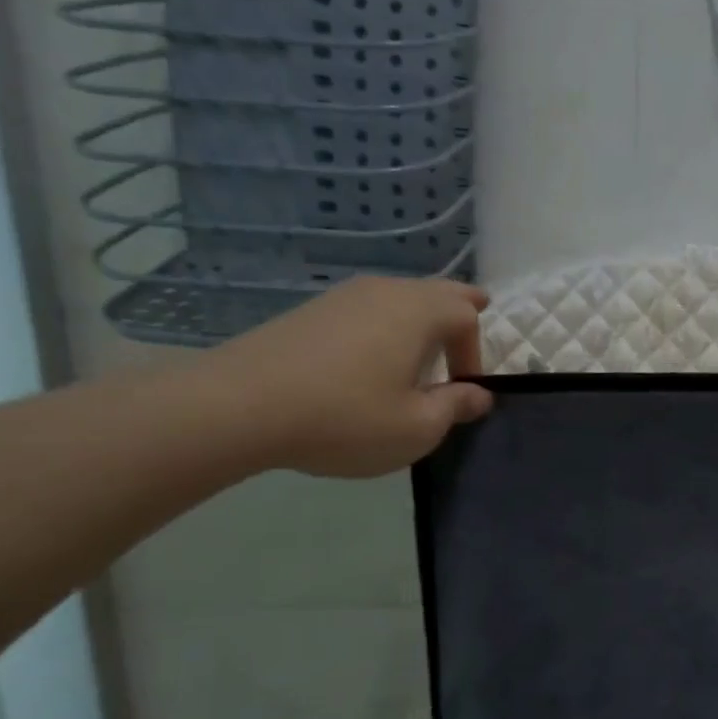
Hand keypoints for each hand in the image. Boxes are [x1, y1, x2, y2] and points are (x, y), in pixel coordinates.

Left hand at [197, 275, 493, 478]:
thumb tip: (478, 395)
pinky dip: (383, 325)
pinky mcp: (310, 311)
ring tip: (421, 344)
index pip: (466, 316)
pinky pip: (366, 310)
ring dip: (419, 319)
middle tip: (478, 309)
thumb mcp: (416, 427)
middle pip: (435, 291)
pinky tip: (370, 357)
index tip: (463, 391)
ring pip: (398, 297)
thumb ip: (454, 407)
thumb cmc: (345, 417)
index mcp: (418, 312)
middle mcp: (385, 292)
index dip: (475, 352)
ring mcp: (342, 297)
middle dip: (459, 307)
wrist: (239, 406)